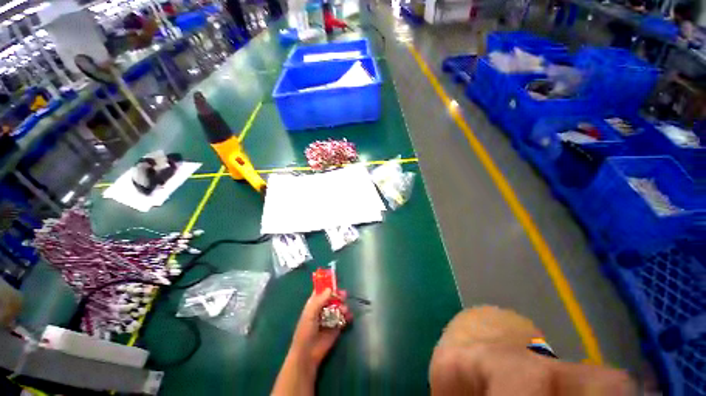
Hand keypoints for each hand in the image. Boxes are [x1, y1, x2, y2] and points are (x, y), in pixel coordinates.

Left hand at [272, 289, 351, 395]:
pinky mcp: (337, 327)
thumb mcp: (310, 313)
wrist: (308, 354)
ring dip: (343, 306)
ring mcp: (330, 317)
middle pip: (333, 297)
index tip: (335, 283)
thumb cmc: (305, 331)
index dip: (328, 286)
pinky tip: (349, 316)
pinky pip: (344, 317)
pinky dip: (348, 316)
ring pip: (339, 306)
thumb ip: (320, 300)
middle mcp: (323, 308)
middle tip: (343, 295)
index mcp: (314, 303)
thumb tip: (330, 288)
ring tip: (345, 310)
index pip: (322, 290)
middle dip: (339, 295)